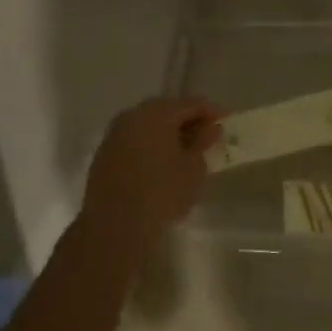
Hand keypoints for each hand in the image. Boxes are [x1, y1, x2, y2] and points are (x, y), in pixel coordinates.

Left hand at [80, 97, 221, 258]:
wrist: (115, 226)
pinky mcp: (104, 155)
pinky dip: (151, 145)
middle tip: (207, 135)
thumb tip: (210, 128)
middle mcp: (131, 117)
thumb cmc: (163, 193)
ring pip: (147, 125)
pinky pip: (134, 141)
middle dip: (188, 120)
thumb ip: (203, 142)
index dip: (211, 111)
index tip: (227, 122)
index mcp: (156, 114)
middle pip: (166, 110)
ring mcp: (114, 135)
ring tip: (186, 151)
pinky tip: (161, 163)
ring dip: (167, 133)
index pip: (190, 103)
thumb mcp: (193, 168)